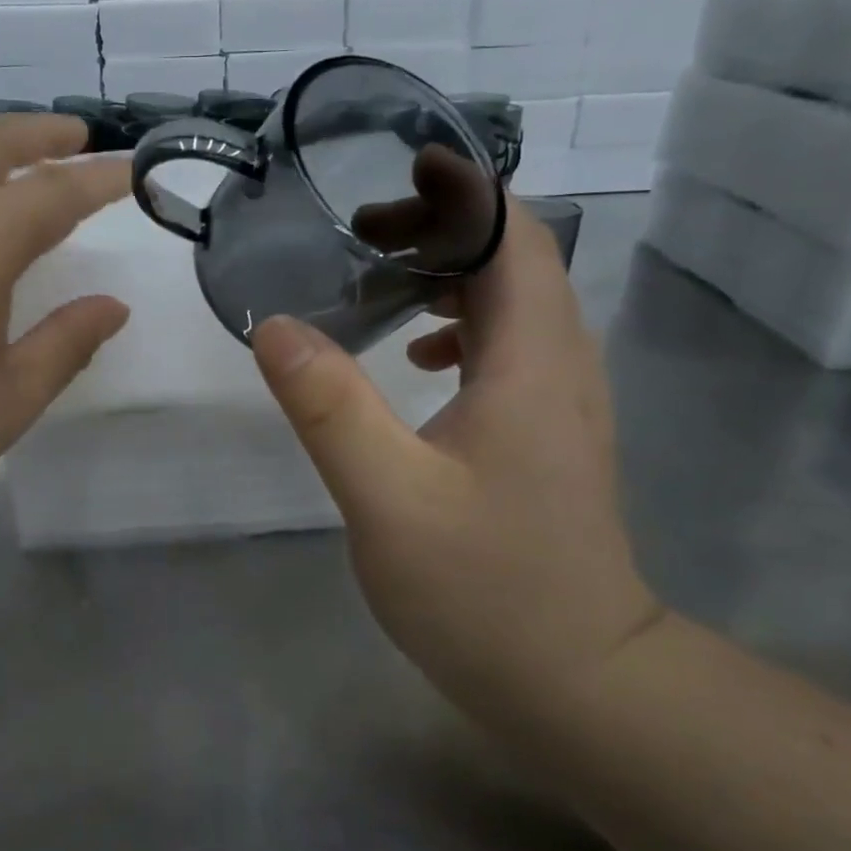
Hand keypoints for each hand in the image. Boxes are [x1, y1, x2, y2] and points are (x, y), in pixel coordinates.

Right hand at [250, 200, 663, 722]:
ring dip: (451, 276)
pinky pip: (513, 349)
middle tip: (362, 235)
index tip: (397, 169)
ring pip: (516, 304)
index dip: (460, 191)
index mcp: (532, 363)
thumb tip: (273, 327)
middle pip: (517, 260)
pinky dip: (464, 328)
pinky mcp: (550, 435)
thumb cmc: (483, 591)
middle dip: (442, 228)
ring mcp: (563, 403)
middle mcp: (561, 366)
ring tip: (377, 285)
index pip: (513, 237)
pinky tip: (418, 360)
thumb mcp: (387, 498)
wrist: (576, 681)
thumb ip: (329, 407)